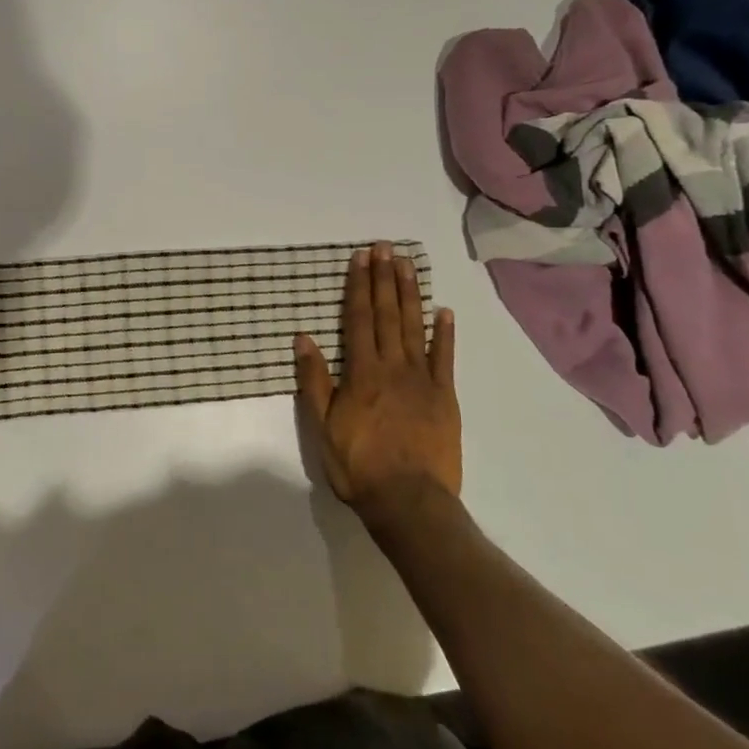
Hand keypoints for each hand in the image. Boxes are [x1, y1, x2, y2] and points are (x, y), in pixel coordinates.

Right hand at [294, 242, 460, 523]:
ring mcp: (422, 380)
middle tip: (385, 247)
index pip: (359, 319)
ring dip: (410, 294)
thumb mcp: (322, 426)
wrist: (409, 501)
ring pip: (415, 327)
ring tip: (407, 265)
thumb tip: (303, 338)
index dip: (359, 286)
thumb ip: (314, 380)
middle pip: (388, 315)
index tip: (361, 258)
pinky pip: (445, 358)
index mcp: (361, 372)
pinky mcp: (445, 397)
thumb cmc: (358, 465)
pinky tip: (444, 311)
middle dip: (384, 279)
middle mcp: (393, 367)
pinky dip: (445, 333)